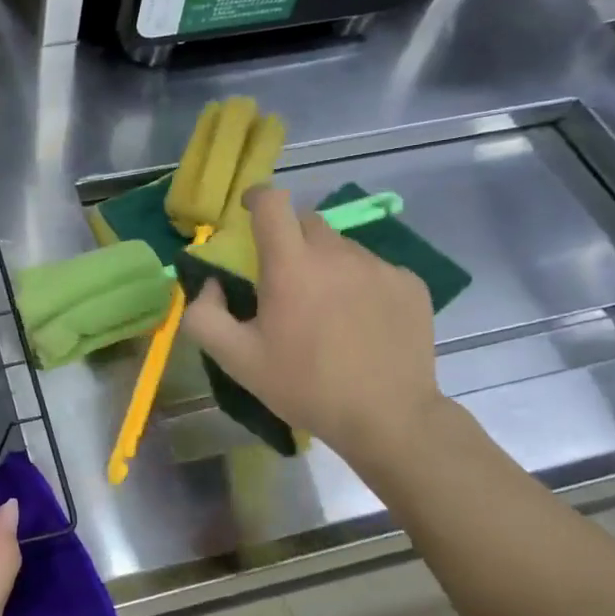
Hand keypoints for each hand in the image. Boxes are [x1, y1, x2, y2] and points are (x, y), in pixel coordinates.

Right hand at [183, 186, 445, 475]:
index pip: (272, 203)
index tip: (249, 212)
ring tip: (326, 308)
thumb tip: (210, 284)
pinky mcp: (410, 284)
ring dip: (325, 264)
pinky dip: (359, 284)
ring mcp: (379, 267)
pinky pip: (374, 269)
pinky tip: (360, 322)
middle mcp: (337, 254)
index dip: (256, 198)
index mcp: (291, 266)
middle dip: (289, 240)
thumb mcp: (236, 360)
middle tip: (284, 279)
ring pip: (342, 248)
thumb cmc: (304, 386)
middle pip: (306, 223)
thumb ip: (204, 316)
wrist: (388, 417)